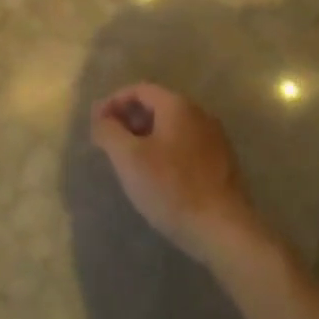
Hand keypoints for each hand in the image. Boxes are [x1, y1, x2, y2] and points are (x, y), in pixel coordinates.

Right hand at [89, 83, 266, 264]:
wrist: (222, 228)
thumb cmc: (171, 187)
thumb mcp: (129, 158)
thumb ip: (109, 132)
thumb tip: (101, 119)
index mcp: (178, 106)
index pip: (140, 90)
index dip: (113, 102)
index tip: (96, 124)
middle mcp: (200, 114)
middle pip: (157, 106)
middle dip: (129, 120)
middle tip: (109, 143)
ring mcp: (214, 138)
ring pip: (172, 127)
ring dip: (146, 137)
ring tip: (129, 161)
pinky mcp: (221, 163)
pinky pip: (185, 146)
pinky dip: (165, 151)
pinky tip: (157, 177)